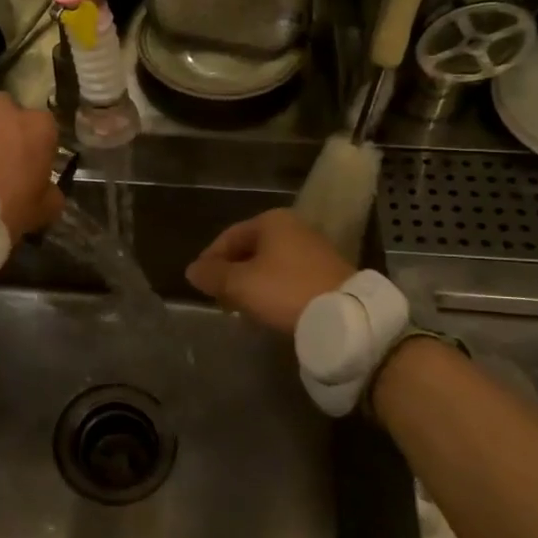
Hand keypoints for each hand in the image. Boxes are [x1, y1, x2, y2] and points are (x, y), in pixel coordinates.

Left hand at [0, 72, 64, 237]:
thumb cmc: (0, 212)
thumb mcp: (40, 213)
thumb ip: (51, 195)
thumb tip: (50, 190)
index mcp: (40, 129)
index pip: (43, 130)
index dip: (33, 149)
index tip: (23, 168)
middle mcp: (9, 106)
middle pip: (10, 114)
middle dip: (2, 132)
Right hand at [185, 208, 351, 334]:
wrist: (345, 316)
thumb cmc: (285, 290)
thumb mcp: (240, 284)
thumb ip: (212, 275)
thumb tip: (192, 270)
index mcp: (271, 221)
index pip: (229, 236)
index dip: (210, 259)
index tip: (199, 283)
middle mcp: (294, 228)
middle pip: (250, 249)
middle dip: (231, 273)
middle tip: (218, 298)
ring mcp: (314, 249)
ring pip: (269, 265)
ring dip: (251, 284)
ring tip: (240, 307)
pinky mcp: (327, 272)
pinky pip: (288, 277)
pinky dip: (272, 290)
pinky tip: (267, 309)